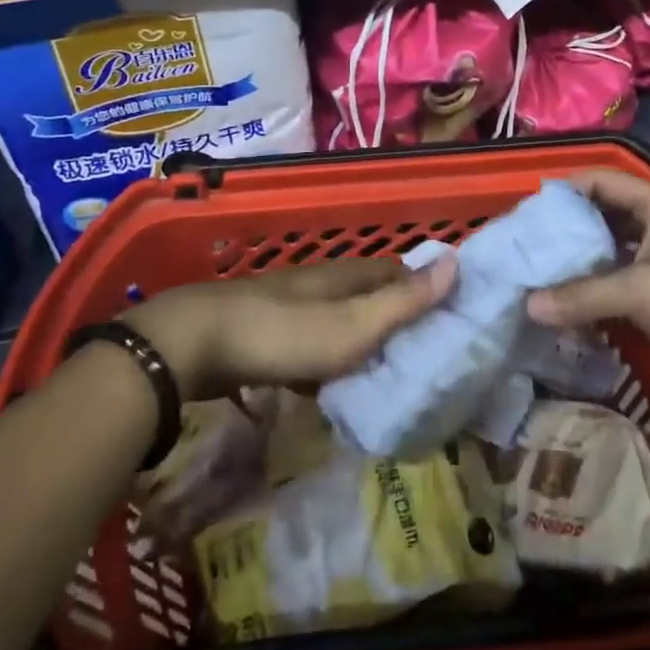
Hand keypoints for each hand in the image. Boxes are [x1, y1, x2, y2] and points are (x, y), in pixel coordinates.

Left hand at [124, 256, 455, 401]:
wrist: (193, 345)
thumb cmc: (283, 333)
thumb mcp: (352, 324)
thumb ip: (404, 301)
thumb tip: (456, 261)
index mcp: (348, 276)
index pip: (399, 272)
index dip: (426, 287)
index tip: (453, 316)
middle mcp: (323, 284)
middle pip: (370, 295)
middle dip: (397, 317)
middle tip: (427, 354)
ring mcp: (292, 308)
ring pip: (342, 320)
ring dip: (364, 341)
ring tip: (389, 376)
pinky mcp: (268, 335)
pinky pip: (314, 345)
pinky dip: (331, 361)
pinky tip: (334, 388)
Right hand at [526, 169, 649, 397]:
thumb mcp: (640, 291)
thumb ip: (582, 295)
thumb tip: (529, 305)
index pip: (602, 181)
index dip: (566, 189)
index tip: (530, 209)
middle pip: (602, 218)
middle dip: (567, 232)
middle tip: (527, 245)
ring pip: (609, 255)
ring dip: (579, 265)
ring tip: (538, 274)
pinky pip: (618, 287)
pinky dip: (594, 293)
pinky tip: (564, 305)